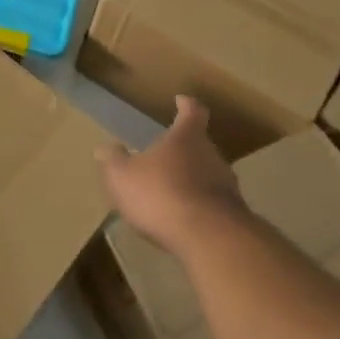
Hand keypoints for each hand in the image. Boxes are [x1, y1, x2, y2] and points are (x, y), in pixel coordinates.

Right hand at [97, 97, 256, 257]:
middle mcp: (212, 155)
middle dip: (184, 149)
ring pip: (208, 175)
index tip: (181, 100)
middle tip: (165, 156)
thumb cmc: (161, 194)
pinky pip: (212, 204)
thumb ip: (114, 160)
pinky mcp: (233, 216)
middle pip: (201, 145)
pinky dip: (198, 206)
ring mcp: (227, 187)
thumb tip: (106, 148)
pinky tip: (182, 220)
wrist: (209, 238)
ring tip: (171, 192)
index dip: (186, 105)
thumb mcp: (122, 176)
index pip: (193, 111)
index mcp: (187, 138)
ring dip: (192, 180)